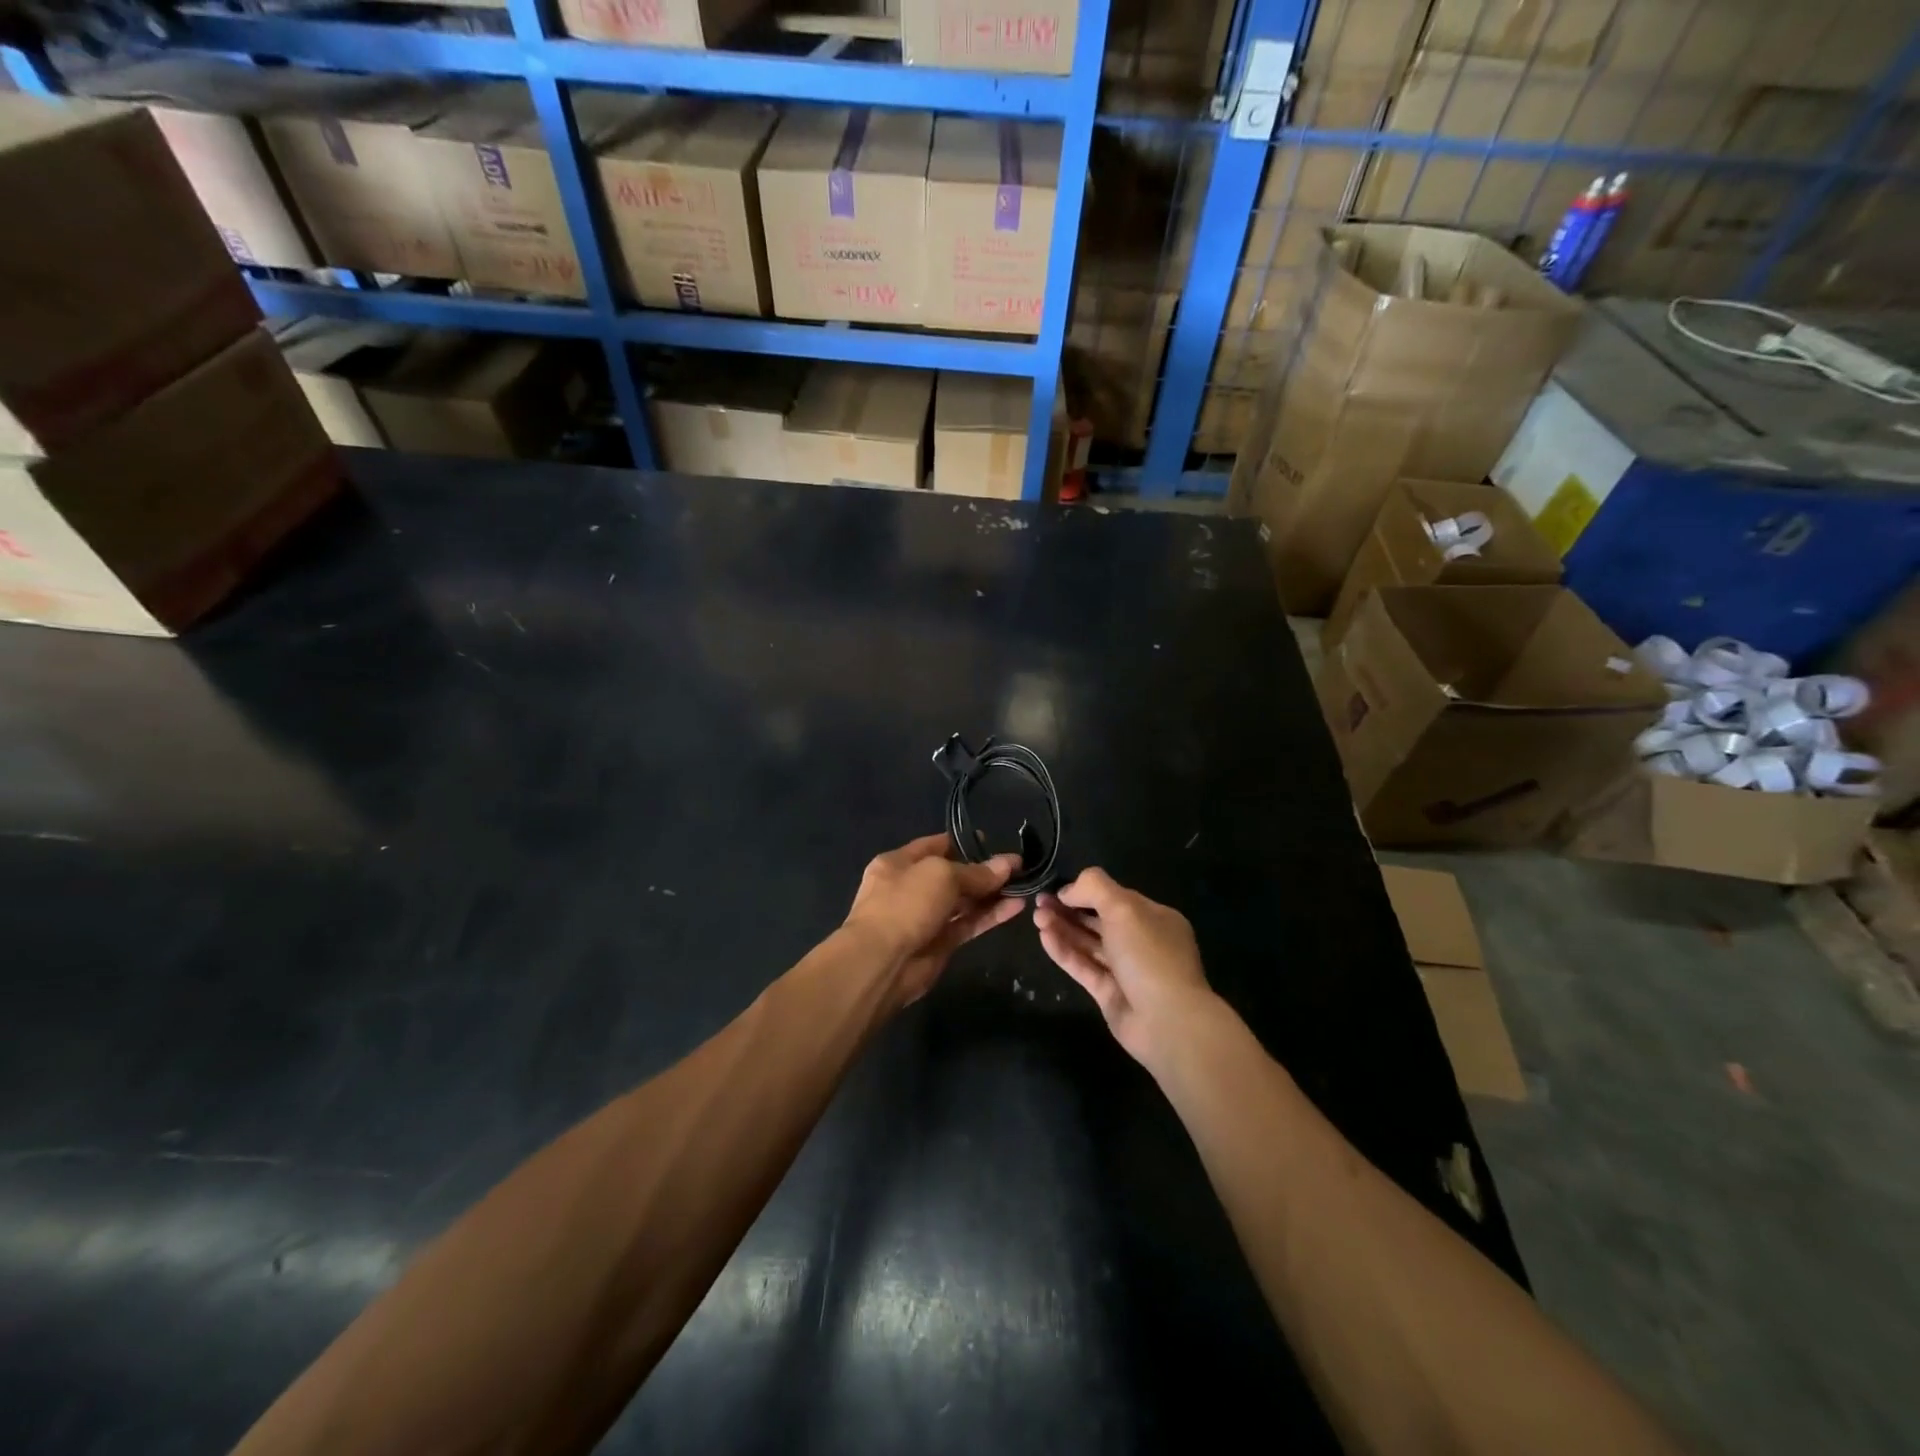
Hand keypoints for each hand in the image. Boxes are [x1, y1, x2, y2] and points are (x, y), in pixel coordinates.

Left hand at [843, 835, 1024, 1007]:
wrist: (882, 963)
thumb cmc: (904, 904)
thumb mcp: (941, 875)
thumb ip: (976, 872)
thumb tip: (1008, 864)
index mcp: (898, 863)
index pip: (936, 846)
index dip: (965, 843)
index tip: (994, 842)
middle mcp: (911, 887)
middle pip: (953, 874)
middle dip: (984, 871)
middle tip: (1018, 867)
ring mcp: (925, 917)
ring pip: (964, 901)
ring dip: (992, 894)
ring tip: (1024, 885)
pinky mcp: (941, 943)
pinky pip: (969, 923)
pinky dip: (991, 915)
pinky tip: (1017, 907)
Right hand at [1033, 868, 1217, 1067]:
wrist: (1167, 1021)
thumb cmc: (1149, 955)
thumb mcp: (1124, 908)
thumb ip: (1095, 888)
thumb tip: (1068, 889)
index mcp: (1154, 918)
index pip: (1115, 897)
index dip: (1086, 891)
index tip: (1057, 888)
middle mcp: (1141, 941)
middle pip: (1098, 919)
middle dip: (1068, 909)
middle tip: (1039, 902)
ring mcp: (1125, 970)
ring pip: (1088, 943)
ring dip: (1063, 928)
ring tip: (1036, 917)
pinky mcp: (1108, 993)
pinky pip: (1083, 967)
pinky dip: (1064, 951)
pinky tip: (1044, 937)